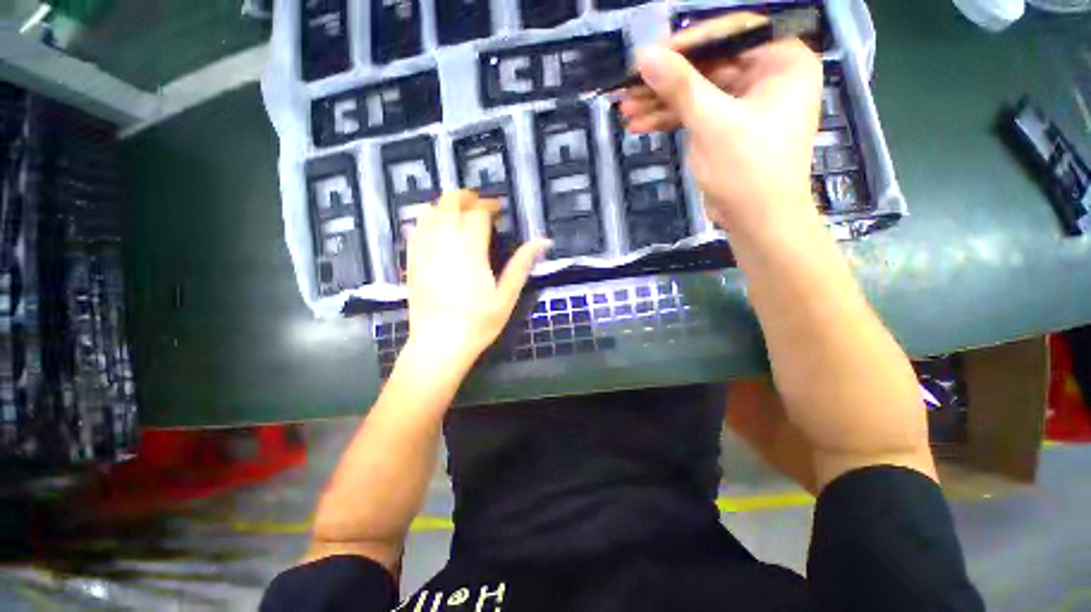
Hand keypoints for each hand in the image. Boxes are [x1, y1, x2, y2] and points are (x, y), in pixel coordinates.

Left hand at [405, 190, 550, 371]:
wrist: (439, 345)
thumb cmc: (478, 323)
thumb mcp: (507, 296)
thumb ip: (521, 265)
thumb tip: (543, 241)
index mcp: (470, 251)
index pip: (477, 214)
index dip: (489, 206)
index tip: (498, 209)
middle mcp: (444, 244)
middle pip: (449, 204)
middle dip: (465, 198)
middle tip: (479, 206)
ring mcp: (424, 252)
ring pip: (429, 212)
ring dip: (445, 206)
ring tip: (460, 214)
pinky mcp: (412, 262)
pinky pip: (415, 229)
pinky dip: (426, 220)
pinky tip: (436, 228)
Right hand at [619, 13, 823, 239]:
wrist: (758, 221)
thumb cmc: (747, 170)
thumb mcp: (712, 123)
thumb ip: (680, 86)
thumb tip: (644, 56)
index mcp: (781, 60)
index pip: (730, 34)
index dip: (687, 43)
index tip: (649, 57)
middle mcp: (767, 74)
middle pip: (708, 65)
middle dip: (666, 81)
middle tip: (628, 89)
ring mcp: (746, 102)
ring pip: (697, 92)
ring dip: (661, 103)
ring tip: (625, 111)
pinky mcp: (728, 126)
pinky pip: (697, 114)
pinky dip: (670, 120)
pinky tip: (641, 125)